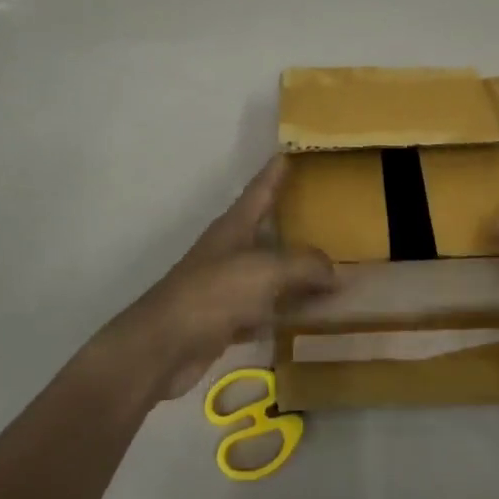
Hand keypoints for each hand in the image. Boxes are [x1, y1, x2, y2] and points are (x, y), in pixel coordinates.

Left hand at [98, 157, 335, 401]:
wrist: (163, 347)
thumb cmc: (213, 293)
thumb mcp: (264, 271)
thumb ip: (303, 265)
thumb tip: (335, 271)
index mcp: (235, 225)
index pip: (260, 188)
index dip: (276, 170)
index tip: (293, 151)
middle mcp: (232, 249)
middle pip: (268, 228)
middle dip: (295, 220)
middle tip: (329, 211)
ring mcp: (228, 285)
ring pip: (271, 270)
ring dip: (297, 270)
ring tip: (333, 265)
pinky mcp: (227, 318)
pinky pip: (267, 307)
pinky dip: (288, 309)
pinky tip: (311, 314)